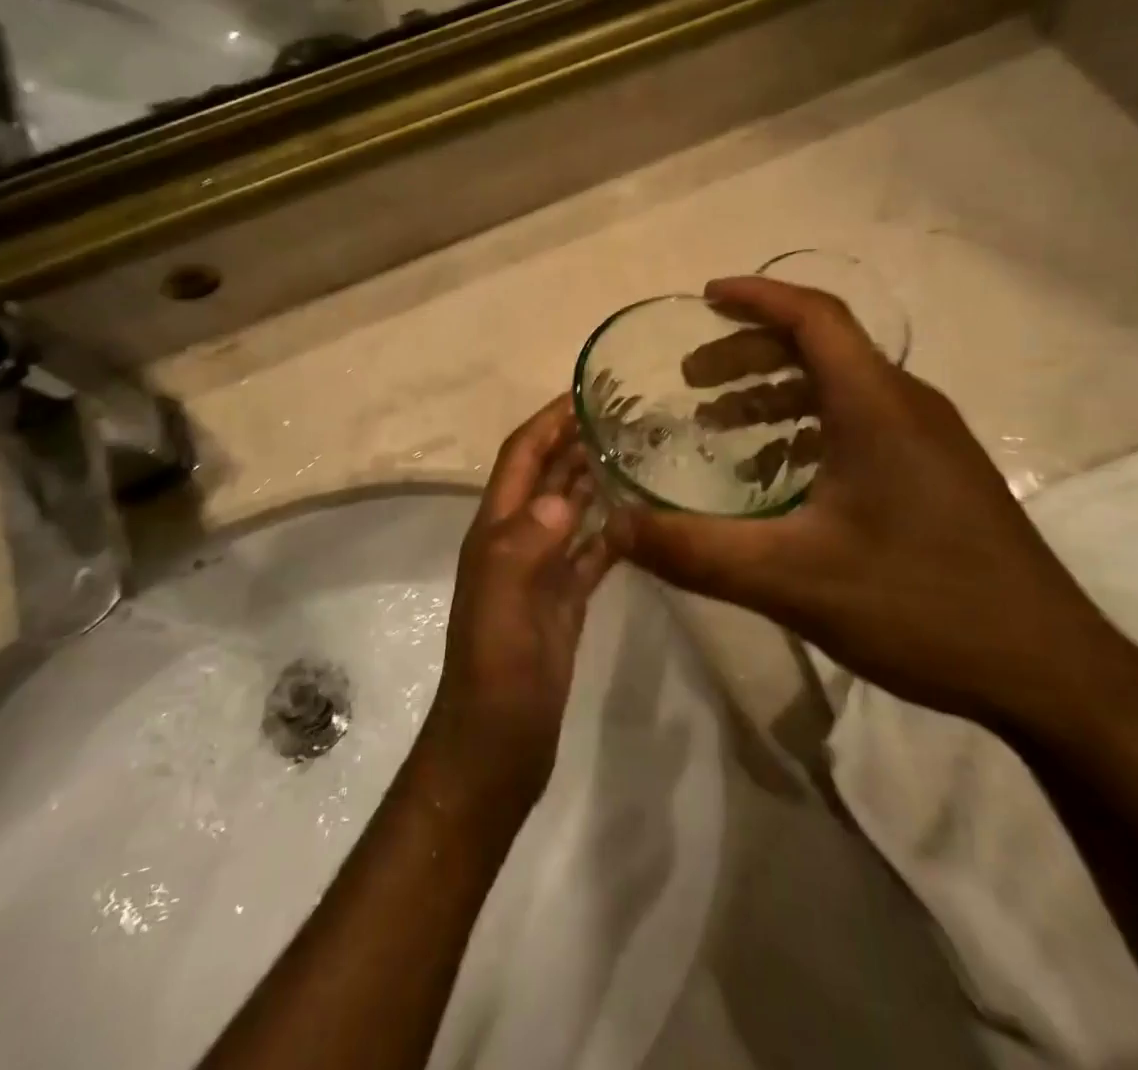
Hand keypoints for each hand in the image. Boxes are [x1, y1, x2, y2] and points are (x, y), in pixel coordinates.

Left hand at [427, 398, 616, 809]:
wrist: (496, 746)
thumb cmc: (495, 674)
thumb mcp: (503, 605)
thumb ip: (524, 546)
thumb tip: (562, 496)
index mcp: (496, 532)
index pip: (521, 458)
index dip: (547, 421)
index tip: (584, 390)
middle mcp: (517, 541)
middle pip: (547, 476)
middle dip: (576, 439)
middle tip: (625, 412)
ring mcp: (542, 571)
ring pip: (570, 509)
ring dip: (595, 477)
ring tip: (638, 449)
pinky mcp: (566, 600)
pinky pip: (592, 551)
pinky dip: (612, 528)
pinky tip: (642, 515)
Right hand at [615, 277, 1121, 729]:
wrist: (1051, 673)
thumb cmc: (922, 606)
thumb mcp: (792, 580)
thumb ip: (697, 551)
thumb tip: (616, 527)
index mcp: (877, 406)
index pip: (814, 316)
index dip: (756, 296)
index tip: (704, 297)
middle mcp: (907, 406)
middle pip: (821, 348)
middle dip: (749, 353)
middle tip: (691, 381)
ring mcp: (929, 441)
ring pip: (840, 389)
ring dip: (776, 394)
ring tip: (722, 425)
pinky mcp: (937, 476)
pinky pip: (860, 425)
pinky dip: (808, 428)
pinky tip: (779, 476)